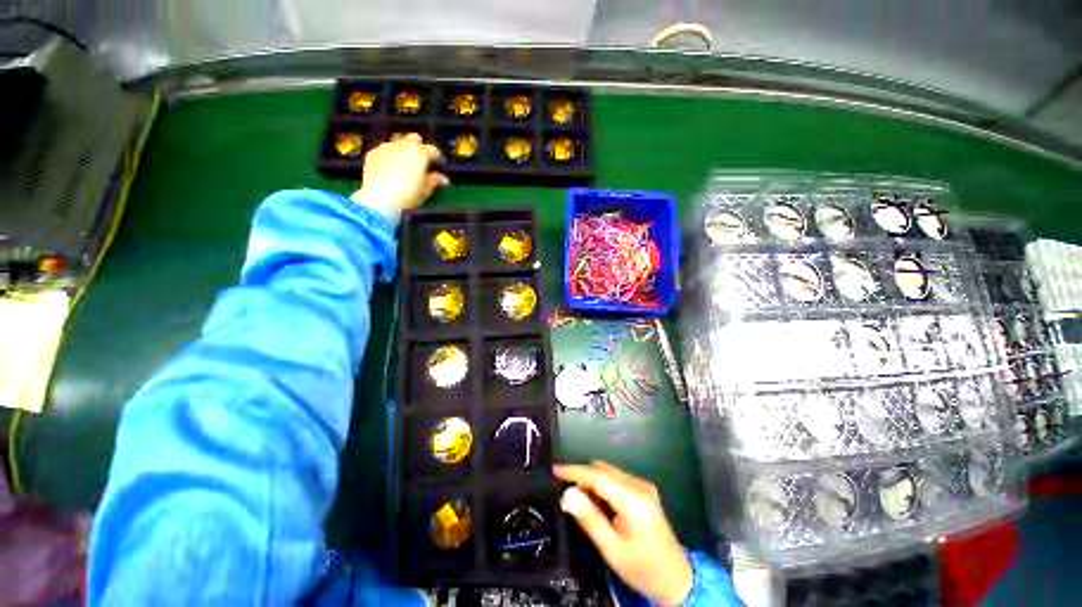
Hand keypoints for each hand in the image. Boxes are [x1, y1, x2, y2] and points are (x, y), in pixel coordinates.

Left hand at [350, 133, 448, 211]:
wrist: (379, 198)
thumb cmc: (408, 194)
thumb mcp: (425, 190)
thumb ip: (435, 181)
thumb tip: (444, 179)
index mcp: (420, 153)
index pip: (433, 150)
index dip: (438, 157)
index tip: (440, 164)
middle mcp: (403, 145)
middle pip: (414, 139)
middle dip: (419, 147)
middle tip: (422, 160)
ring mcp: (386, 147)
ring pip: (398, 143)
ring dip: (403, 151)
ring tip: (406, 164)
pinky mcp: (372, 153)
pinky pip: (384, 150)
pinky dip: (389, 156)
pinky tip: (390, 167)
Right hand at [555, 461, 693, 605]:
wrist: (675, 579)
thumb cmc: (642, 568)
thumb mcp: (612, 549)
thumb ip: (590, 519)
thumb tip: (567, 494)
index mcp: (633, 500)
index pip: (598, 476)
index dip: (574, 471)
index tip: (554, 470)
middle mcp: (639, 485)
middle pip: (603, 470)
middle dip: (581, 475)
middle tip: (562, 488)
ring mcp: (643, 486)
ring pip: (608, 472)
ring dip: (591, 480)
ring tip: (575, 497)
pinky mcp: (643, 490)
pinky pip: (616, 479)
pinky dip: (601, 485)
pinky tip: (595, 501)